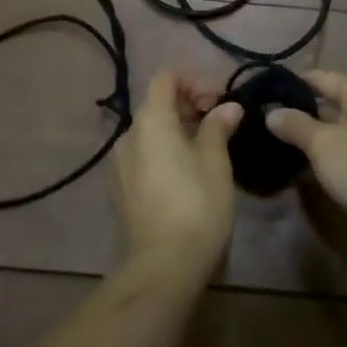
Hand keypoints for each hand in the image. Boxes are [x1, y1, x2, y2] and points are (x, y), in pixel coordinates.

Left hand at [110, 71, 241, 287]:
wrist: (161, 267)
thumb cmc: (196, 206)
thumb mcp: (215, 163)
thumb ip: (218, 127)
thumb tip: (228, 108)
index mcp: (151, 121)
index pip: (166, 78)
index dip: (193, 81)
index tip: (219, 101)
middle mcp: (128, 136)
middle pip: (157, 105)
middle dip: (189, 106)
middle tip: (220, 124)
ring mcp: (118, 165)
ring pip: (150, 133)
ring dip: (177, 131)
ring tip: (207, 151)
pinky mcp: (119, 191)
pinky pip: (143, 157)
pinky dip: (164, 153)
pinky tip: (186, 176)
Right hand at [265, 70, 346, 229]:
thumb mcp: (322, 144)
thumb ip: (296, 125)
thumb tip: (271, 112)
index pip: (321, 77)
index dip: (294, 82)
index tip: (267, 91)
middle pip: (333, 98)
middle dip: (305, 106)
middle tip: (272, 116)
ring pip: (343, 122)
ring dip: (318, 129)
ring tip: (287, 138)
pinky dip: (333, 146)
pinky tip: (315, 160)